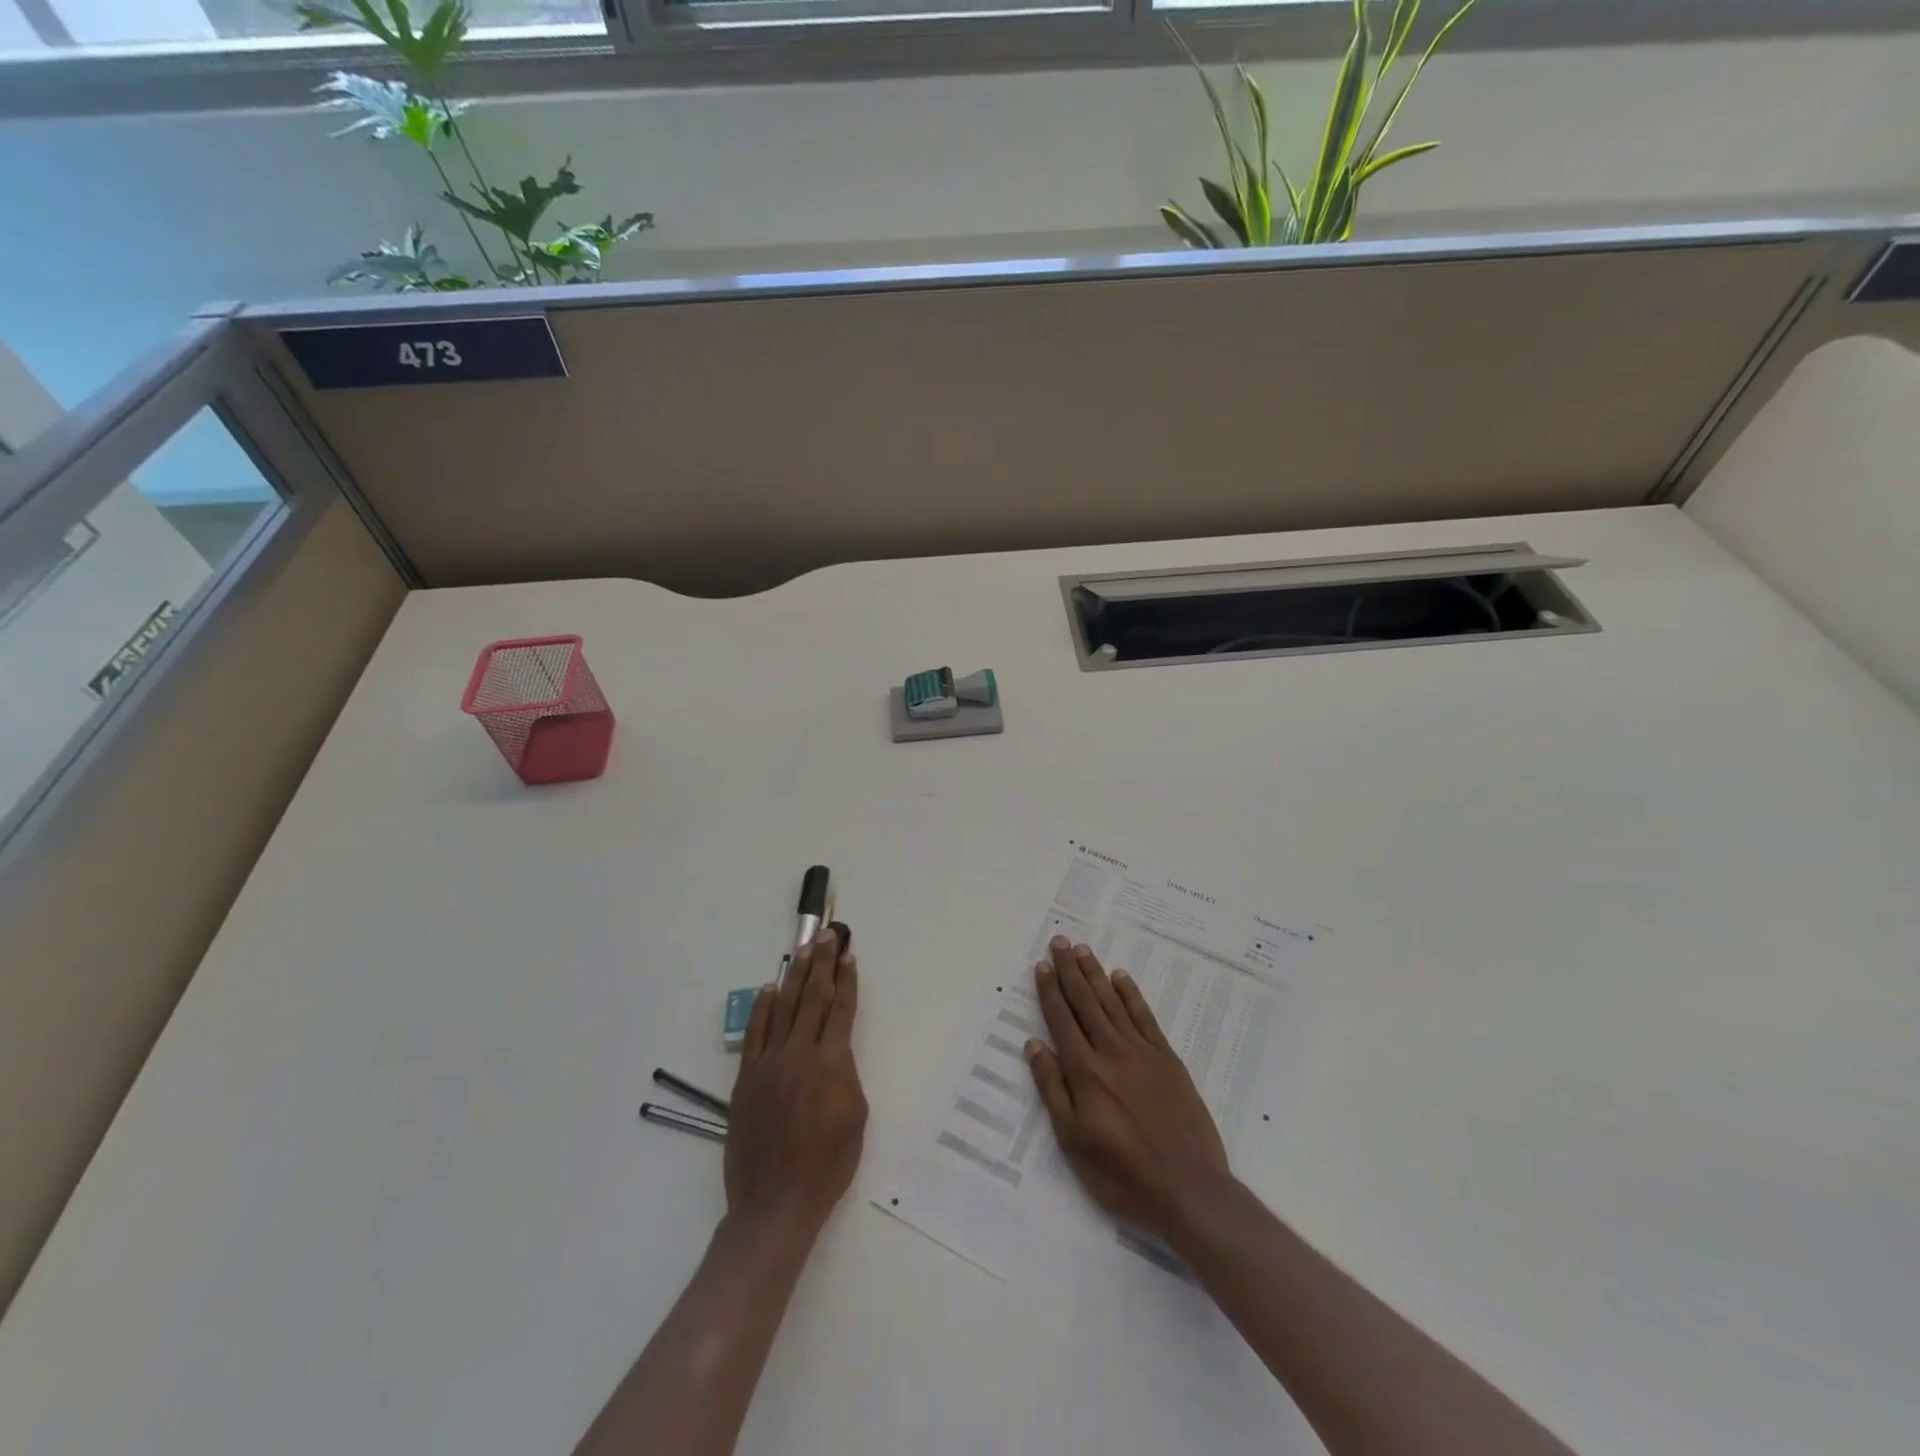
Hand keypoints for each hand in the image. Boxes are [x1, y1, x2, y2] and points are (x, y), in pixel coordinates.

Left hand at [725, 928, 867, 1239]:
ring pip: (784, 1008)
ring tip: (804, 950)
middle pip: (812, 998)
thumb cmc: (826, 1165)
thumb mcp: (856, 1118)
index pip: (841, 1010)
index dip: (846, 980)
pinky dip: (763, 1008)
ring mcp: (769, 1064)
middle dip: (822, 963)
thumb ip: (846, 1075)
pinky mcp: (747, 1078)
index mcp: (831, 1064)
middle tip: (828, 935)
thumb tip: (836, 1052)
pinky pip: (755, 1034)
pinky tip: (770, 989)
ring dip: (795, 976)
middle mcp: (799, 1054)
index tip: (849, 955)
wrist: (775, 1202)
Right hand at [1024, 936, 1229, 1242]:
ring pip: (1113, 1003)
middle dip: (1070, 970)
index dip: (1050, 991)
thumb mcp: (1073, 1141)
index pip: (1062, 1020)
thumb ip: (1053, 1089)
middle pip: (1086, 1002)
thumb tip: (1035, 1045)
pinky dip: (1131, 995)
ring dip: (1096, 974)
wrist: (1189, 1189)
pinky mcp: (1168, 1059)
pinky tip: (1122, 978)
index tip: (1041, 965)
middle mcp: (1112, 1052)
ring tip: (1083, 950)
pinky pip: (1145, 1017)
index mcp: (1085, 1072)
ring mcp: (1143, 1052)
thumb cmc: (1122, 1174)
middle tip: (1059, 941)